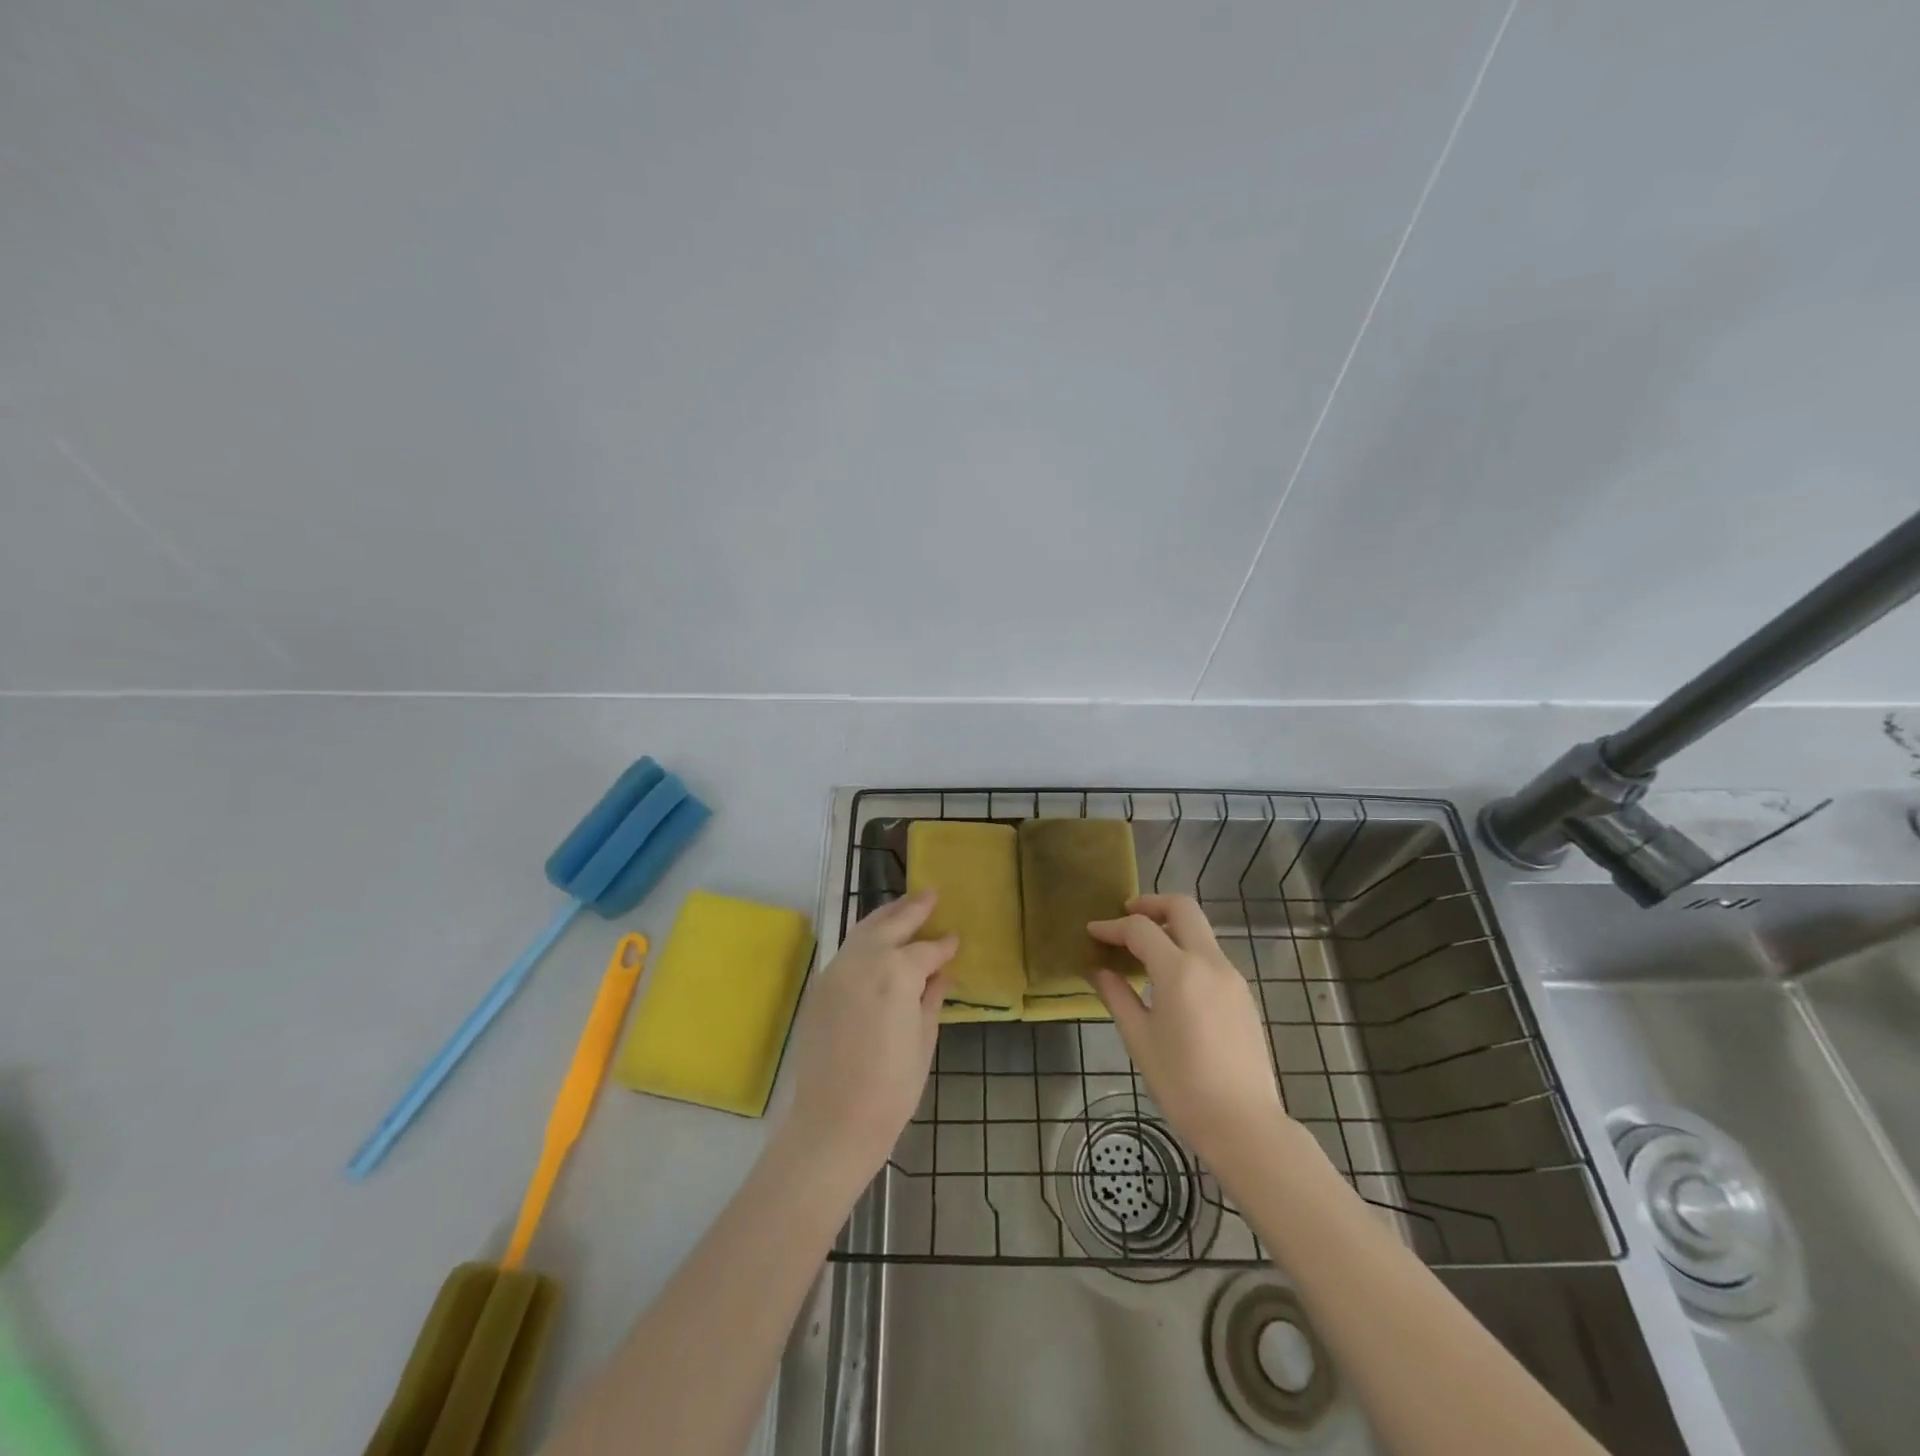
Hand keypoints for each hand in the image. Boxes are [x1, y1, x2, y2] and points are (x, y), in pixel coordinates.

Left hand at [779, 891, 955, 1188]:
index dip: (944, 945)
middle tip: (930, 895)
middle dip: (912, 909)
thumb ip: (931, 996)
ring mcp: (836, 970)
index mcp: (896, 972)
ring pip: (863, 930)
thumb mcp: (924, 1040)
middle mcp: (863, 960)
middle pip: (891, 923)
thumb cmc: (892, 1088)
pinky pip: (847, 950)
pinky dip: (865, 937)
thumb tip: (941, 971)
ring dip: (886, 916)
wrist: (833, 1121)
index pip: (926, 950)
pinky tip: (877, 941)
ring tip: (904, 907)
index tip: (956, 938)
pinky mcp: (820, 986)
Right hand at [1089, 895, 1298, 1179]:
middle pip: (1182, 908)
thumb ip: (1117, 996)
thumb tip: (1098, 970)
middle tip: (1125, 917)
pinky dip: (1186, 950)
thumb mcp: (1140, 1039)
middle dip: (1150, 904)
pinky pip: (1210, 956)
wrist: (1244, 1125)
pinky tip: (1169, 978)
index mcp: (1180, 971)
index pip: (1141, 929)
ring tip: (1142, 950)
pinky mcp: (1243, 995)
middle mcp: (1210, 963)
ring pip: (1200, 930)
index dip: (1112, 926)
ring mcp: (1232, 977)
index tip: (1092, 931)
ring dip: (1170, 927)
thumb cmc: (1182, 1085)